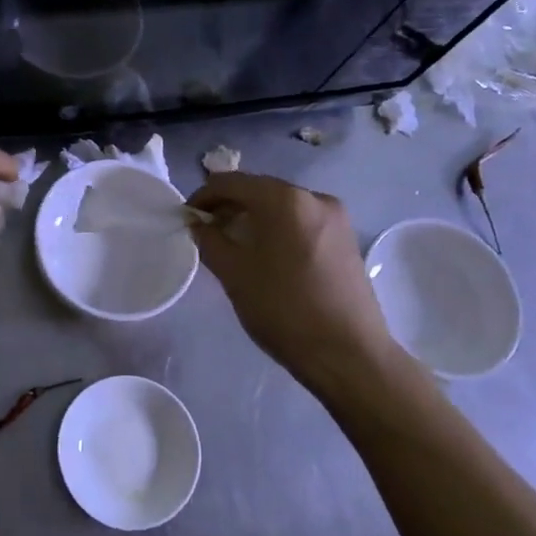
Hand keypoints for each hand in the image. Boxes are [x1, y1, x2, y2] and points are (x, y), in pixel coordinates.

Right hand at [188, 172, 407, 387]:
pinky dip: (278, 228)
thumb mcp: (234, 274)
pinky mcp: (346, 239)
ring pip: (282, 206)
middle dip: (230, 206)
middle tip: (207, 231)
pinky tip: (266, 254)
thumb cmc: (283, 309)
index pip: (232, 182)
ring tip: (234, 244)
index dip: (204, 195)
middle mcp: (314, 197)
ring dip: (254, 217)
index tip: (187, 217)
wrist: (348, 354)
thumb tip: (198, 223)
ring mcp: (336, 218)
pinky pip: (302, 221)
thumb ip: (210, 240)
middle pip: (260, 190)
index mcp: (285, 200)